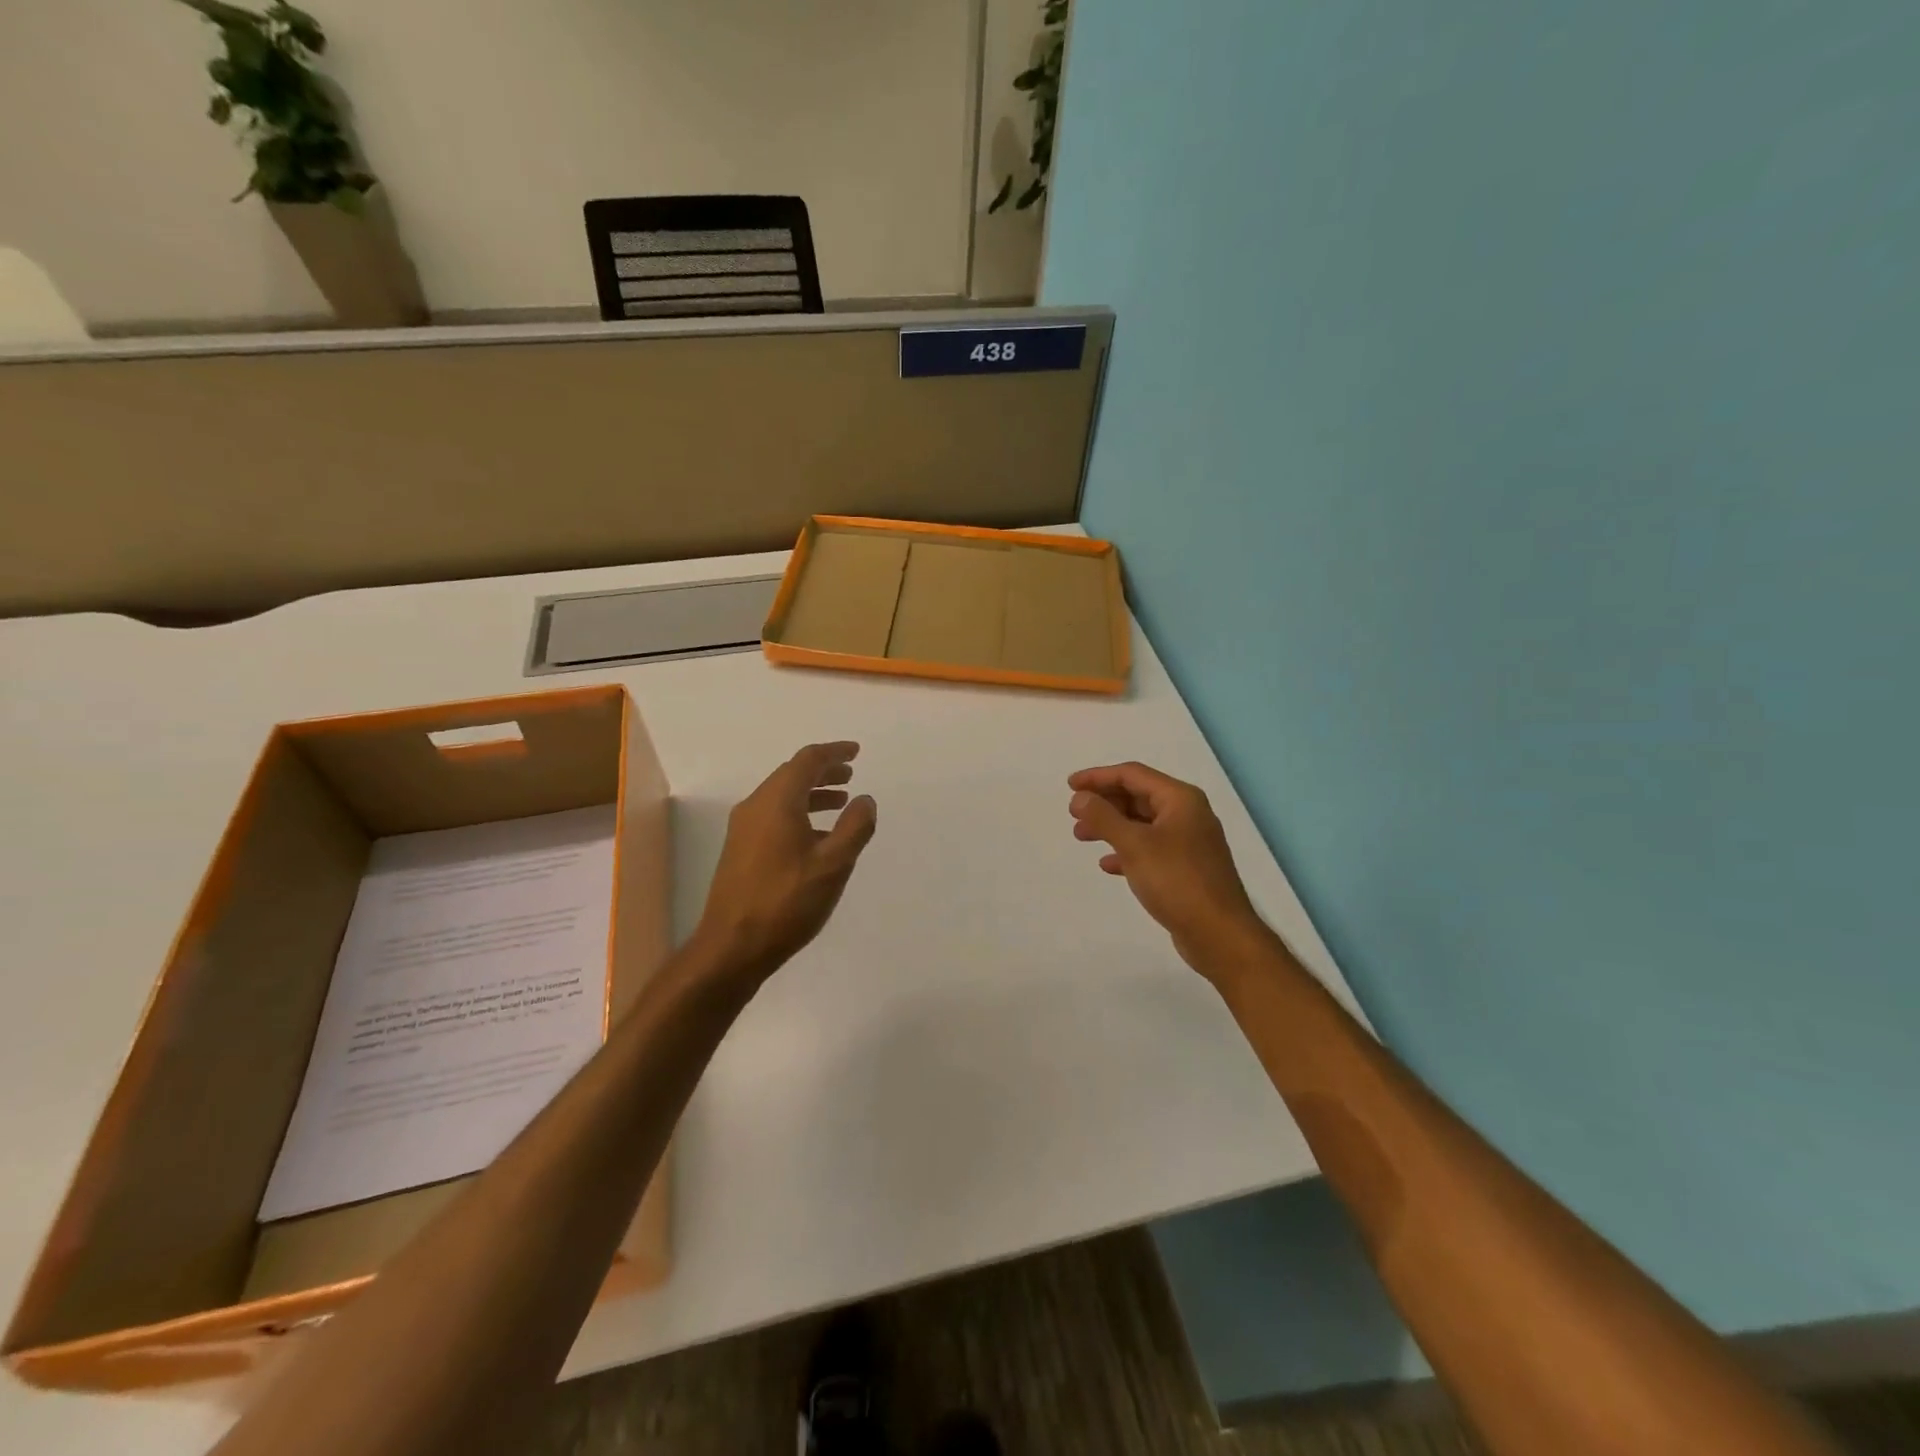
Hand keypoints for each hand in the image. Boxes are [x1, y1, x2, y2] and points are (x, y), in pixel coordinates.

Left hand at [696, 742, 877, 977]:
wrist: (732, 946)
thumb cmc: (786, 901)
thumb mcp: (833, 864)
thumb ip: (855, 827)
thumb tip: (865, 800)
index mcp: (777, 802)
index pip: (807, 761)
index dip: (834, 752)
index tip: (856, 752)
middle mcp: (755, 807)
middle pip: (791, 775)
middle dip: (823, 772)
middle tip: (850, 775)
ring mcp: (743, 830)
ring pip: (782, 797)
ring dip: (812, 794)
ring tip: (840, 803)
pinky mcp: (740, 851)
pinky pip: (773, 817)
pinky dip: (799, 814)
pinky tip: (817, 837)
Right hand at [1068, 761, 1271, 979]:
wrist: (1219, 934)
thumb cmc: (1177, 881)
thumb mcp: (1134, 845)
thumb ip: (1104, 817)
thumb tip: (1080, 797)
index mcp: (1180, 799)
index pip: (1132, 775)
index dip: (1098, 777)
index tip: (1070, 786)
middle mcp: (1188, 814)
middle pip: (1138, 796)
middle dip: (1104, 802)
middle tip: (1074, 813)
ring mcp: (1189, 842)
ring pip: (1142, 824)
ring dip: (1111, 826)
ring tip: (1082, 836)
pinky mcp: (1186, 868)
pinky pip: (1150, 849)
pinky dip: (1127, 851)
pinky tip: (1107, 864)